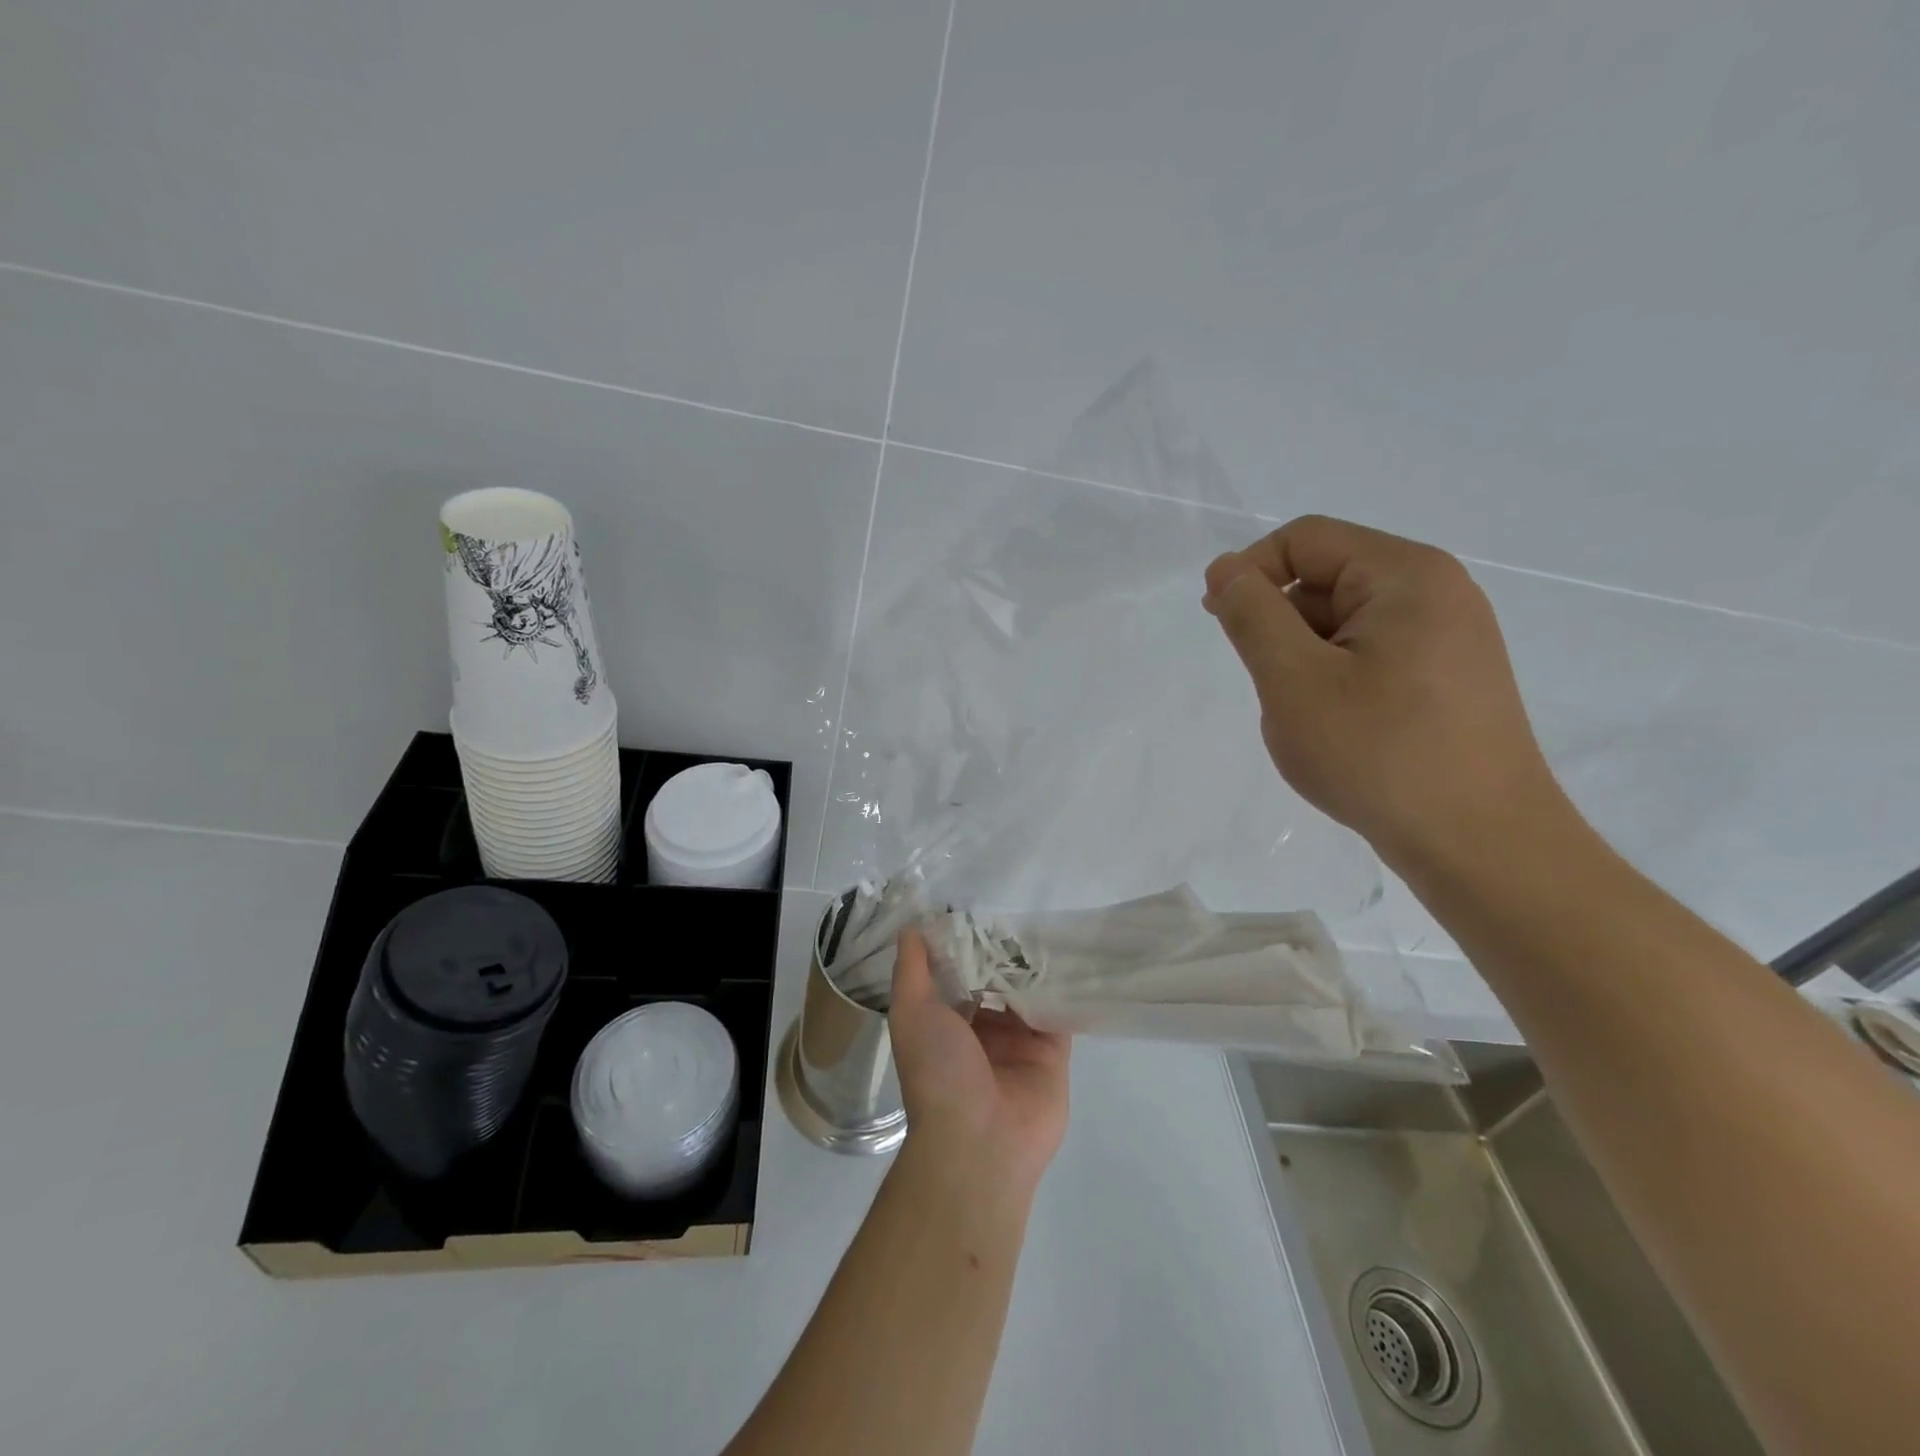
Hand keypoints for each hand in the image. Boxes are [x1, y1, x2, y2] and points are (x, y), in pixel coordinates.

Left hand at [887, 927, 1070, 1197]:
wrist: (978, 1142)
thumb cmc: (937, 1071)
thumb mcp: (911, 1012)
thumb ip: (912, 970)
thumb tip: (911, 927)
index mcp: (946, 1023)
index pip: (958, 974)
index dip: (966, 945)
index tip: (978, 908)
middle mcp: (982, 1031)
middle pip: (996, 981)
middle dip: (1004, 953)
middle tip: (1020, 909)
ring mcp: (1019, 1042)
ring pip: (1029, 993)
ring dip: (1034, 966)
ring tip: (1046, 923)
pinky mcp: (1052, 1053)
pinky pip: (1060, 1013)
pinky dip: (1063, 988)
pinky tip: (1069, 955)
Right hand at [1203, 514, 1565, 872]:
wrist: (1481, 844)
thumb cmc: (1379, 754)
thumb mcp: (1294, 680)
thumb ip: (1252, 615)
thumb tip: (1225, 568)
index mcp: (1405, 575)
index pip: (1305, 540)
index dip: (1250, 571)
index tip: (1218, 622)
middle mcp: (1437, 592)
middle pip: (1327, 578)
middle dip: (1282, 625)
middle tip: (1273, 689)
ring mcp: (1450, 637)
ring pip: (1345, 624)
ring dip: (1306, 659)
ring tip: (1310, 719)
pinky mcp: (1450, 678)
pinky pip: (1372, 655)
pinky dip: (1337, 680)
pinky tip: (1339, 730)